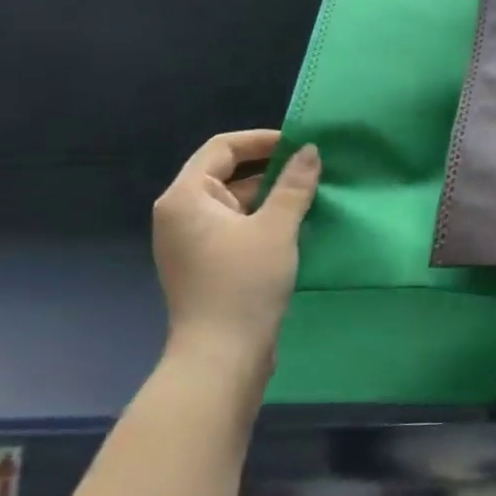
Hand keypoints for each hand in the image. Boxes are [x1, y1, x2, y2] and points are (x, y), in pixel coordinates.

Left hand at [153, 129, 320, 381]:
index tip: (301, 144)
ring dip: (271, 198)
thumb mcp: (277, 228)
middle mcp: (181, 215)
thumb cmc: (244, 283)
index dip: (262, 140)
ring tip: (313, 197)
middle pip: (227, 175)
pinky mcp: (206, 265)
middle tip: (315, 170)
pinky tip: (297, 227)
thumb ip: (294, 185)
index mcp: (186, 197)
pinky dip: (263, 222)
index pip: (222, 148)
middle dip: (271, 170)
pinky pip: (236, 229)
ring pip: (235, 204)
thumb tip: (310, 151)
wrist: (222, 356)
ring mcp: (191, 243)